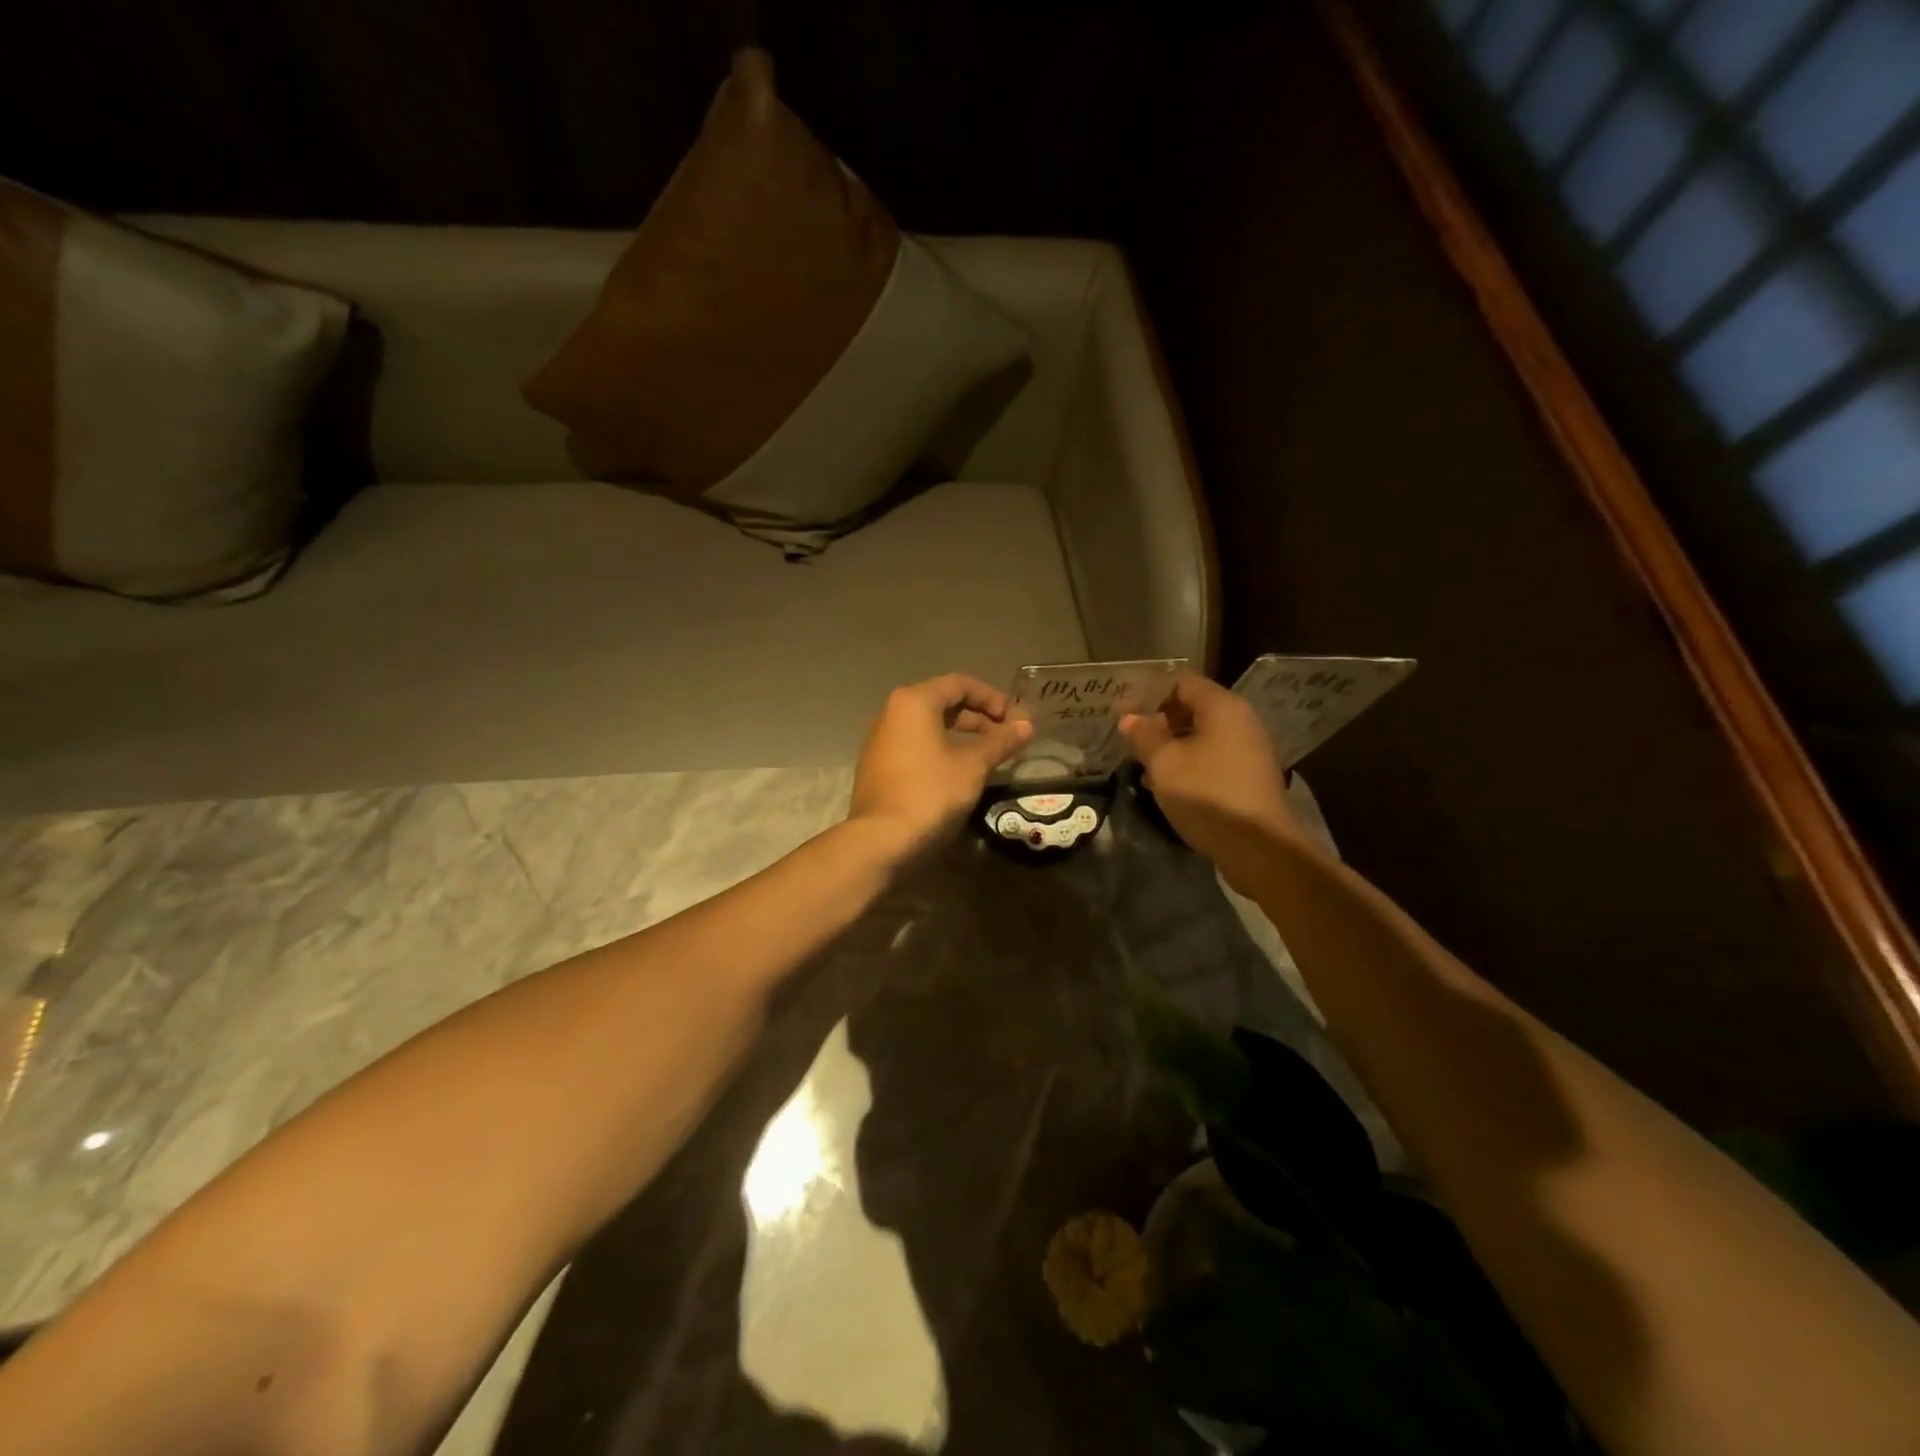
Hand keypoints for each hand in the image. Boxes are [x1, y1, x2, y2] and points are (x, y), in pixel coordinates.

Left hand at [849, 674, 1032, 856]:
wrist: (881, 840)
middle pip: (942, 702)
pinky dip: (940, 750)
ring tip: (987, 756)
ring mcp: (880, 740)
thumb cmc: (931, 792)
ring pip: (927, 726)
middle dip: (977, 717)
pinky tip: (958, 773)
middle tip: (1005, 738)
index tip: (1014, 719)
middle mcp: (891, 713)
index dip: (992, 697)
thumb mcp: (973, 766)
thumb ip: (1000, 741)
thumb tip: (1026, 725)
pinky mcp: (877, 766)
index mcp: (914, 702)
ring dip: (960, 736)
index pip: (960, 684)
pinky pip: (914, 746)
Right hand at [1120, 674, 1299, 883]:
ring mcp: (1249, 749)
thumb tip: (1130, 718)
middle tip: (1130, 738)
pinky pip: (1214, 757)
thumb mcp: (1165, 764)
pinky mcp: (1250, 775)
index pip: (1183, 682)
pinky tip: (1169, 784)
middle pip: (1194, 707)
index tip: (1126, 710)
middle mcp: (1241, 720)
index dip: (1152, 692)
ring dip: (1173, 745)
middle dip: (1160, 721)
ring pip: (1203, 735)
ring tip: (1143, 763)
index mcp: (1223, 707)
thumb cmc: (1208, 795)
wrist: (1259, 847)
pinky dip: (1190, 763)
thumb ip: (1144, 736)